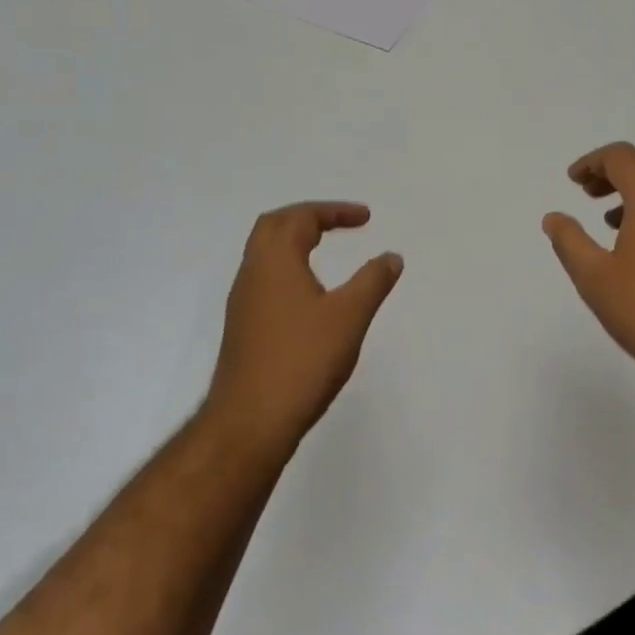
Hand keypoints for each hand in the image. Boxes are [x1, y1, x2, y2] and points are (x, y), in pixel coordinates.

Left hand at [205, 203, 403, 453]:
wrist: (249, 422)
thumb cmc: (301, 361)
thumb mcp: (349, 317)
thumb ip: (373, 281)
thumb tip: (391, 256)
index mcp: (275, 261)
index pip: (301, 218)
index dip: (334, 211)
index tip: (365, 218)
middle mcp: (252, 273)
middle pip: (274, 226)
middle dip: (307, 217)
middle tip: (339, 222)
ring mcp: (243, 302)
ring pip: (264, 253)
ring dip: (294, 241)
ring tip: (325, 248)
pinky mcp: (243, 327)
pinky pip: (264, 278)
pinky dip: (287, 267)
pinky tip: (307, 293)